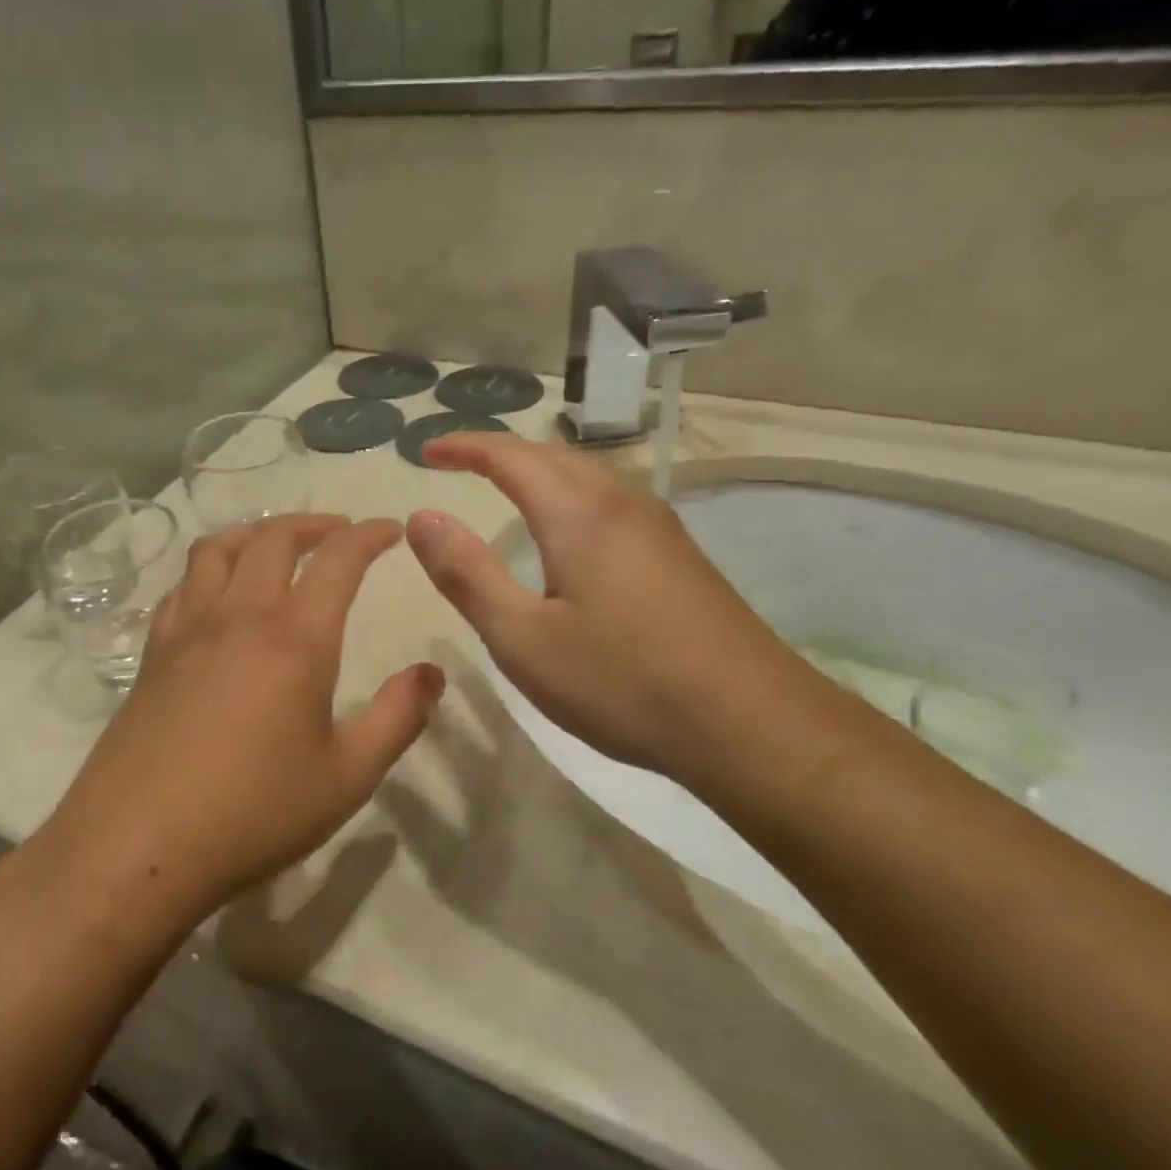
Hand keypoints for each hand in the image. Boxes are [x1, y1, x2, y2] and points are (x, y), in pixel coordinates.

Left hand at [48, 514, 444, 923]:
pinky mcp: (152, 655)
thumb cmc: (254, 814)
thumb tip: (432, 674)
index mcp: (294, 638)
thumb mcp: (347, 776)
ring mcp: (187, 631)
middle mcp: (238, 616)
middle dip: (312, 524)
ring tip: (277, 544)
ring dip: (255, 533)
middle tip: (339, 532)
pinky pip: (182, 586)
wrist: (136, 848)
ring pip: (217, 550)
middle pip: (272, 539)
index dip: (369, 535)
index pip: (338, 560)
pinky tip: (217, 594)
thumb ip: (397, 718)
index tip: (391, 529)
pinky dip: (210, 569)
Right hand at [406, 435, 795, 786]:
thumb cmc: (622, 682)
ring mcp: (660, 528)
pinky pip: (612, 503)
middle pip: (553, 456)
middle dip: (501, 453)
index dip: (464, 446)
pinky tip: (571, 535)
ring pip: (588, 477)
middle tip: (460, 465)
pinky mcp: (680, 556)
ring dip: (540, 472)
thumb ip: (467, 574)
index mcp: (578, 514)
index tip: (426, 451)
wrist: (749, 722)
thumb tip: (422, 516)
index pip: (510, 456)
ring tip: (506, 489)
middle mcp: (622, 503)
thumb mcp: (523, 639)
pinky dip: (572, 498)